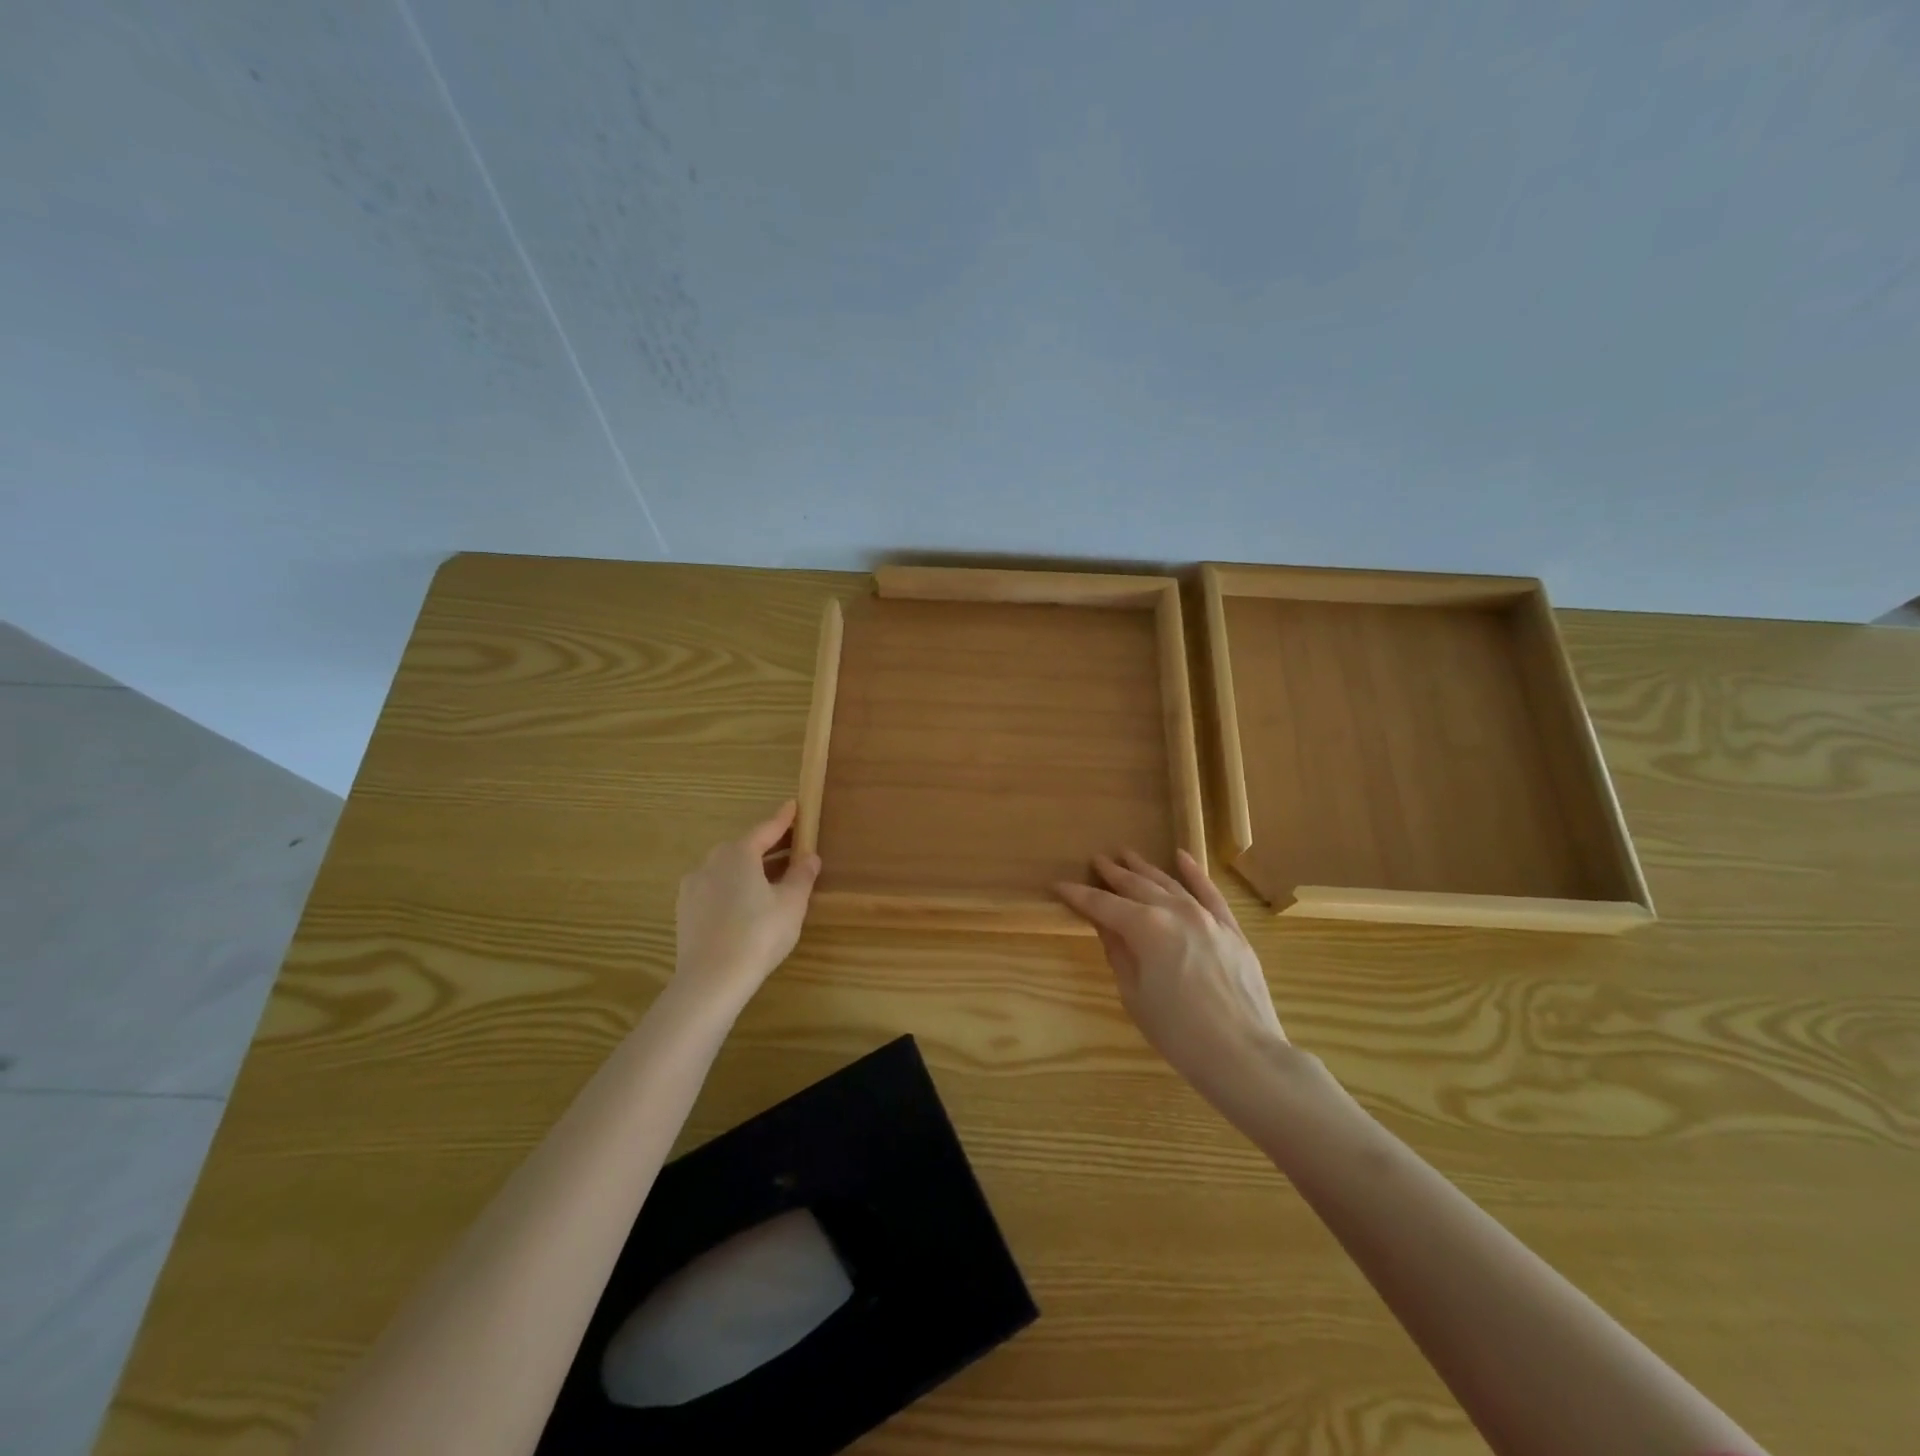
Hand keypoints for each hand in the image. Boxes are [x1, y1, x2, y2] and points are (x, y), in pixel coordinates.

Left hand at [673, 801, 820, 1012]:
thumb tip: (810, 857)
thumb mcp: (792, 904)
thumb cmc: (759, 934)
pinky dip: (733, 889)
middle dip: (768, 847)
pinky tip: (746, 907)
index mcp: (738, 853)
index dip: (783, 819)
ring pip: (728, 870)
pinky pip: (715, 890)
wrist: (711, 980)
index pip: (766, 829)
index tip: (794, 805)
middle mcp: (711, 862)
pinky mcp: (685, 912)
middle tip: (791, 849)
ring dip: (750, 870)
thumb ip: (802, 876)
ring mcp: (693, 887)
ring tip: (771, 882)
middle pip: (745, 848)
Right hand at [1056, 850, 1287, 1111]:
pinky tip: (1181, 857)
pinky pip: (1209, 892)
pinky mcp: (1230, 929)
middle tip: (1096, 860)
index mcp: (1145, 927)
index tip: (1059, 884)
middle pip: (1136, 886)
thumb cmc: (1178, 1033)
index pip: (1102, 905)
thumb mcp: (1134, 995)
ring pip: (1169, 883)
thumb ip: (1118, 952)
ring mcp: (1206, 916)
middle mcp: (1175, 911)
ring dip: (1145, 868)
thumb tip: (1105, 925)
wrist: (1243, 1055)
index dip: (1078, 895)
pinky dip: (1194, 873)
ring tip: (1126, 855)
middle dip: (1112, 873)